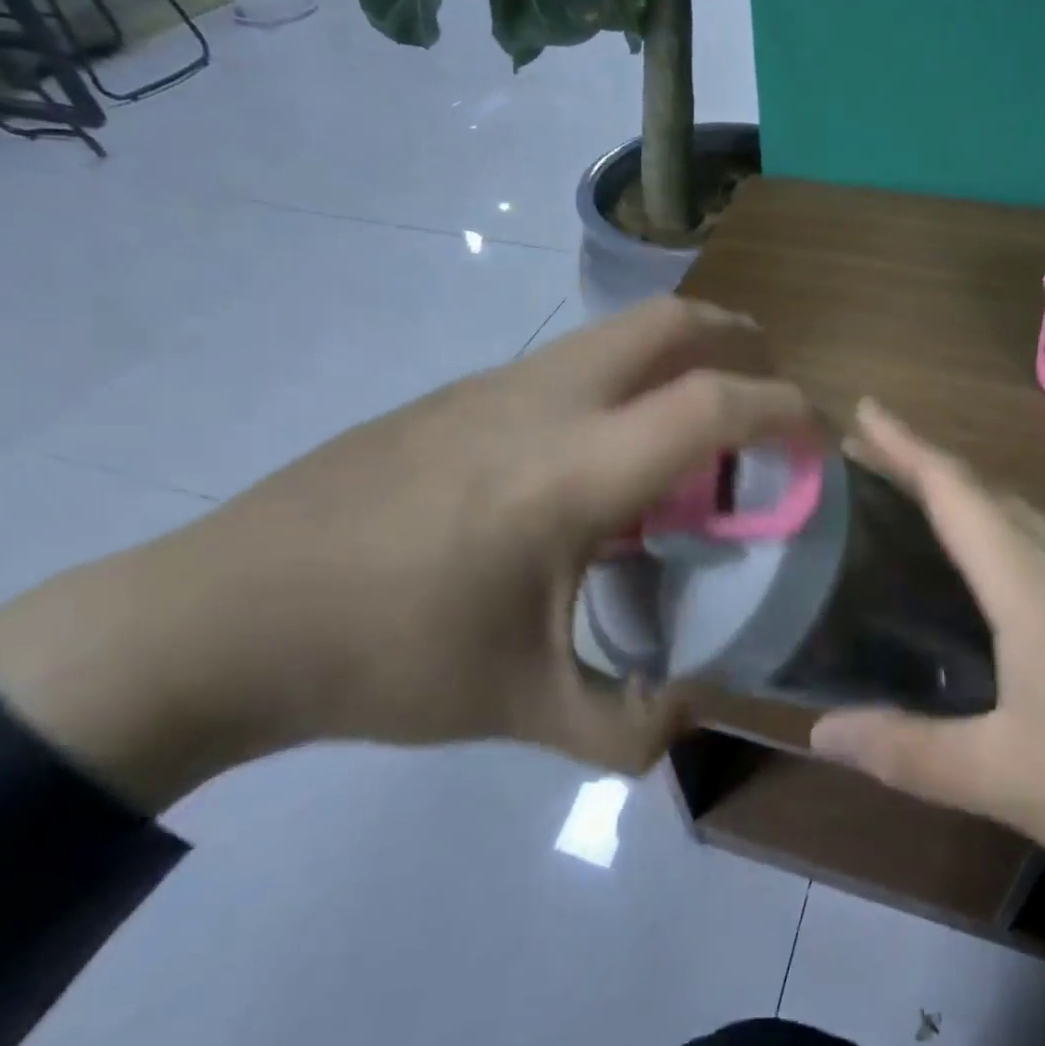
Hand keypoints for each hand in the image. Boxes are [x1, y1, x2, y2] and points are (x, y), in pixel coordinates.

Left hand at [0, 297, 815, 809]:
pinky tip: (605, 456)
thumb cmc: (385, 656)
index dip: (787, 412)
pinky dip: (625, 380)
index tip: (821, 441)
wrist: (223, 612)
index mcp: (573, 471)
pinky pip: (574, 360)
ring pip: (619, 330)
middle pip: (671, 321)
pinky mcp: (462, 391)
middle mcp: (546, 400)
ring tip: (696, 429)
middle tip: (769, 394)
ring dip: (679, 355)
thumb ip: (628, 724)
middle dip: (741, 340)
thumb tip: (693, 714)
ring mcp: (497, 383)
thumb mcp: (523, 707)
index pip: (713, 405)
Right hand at [811, 401, 1044, 1038]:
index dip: (903, 443)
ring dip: (968, 497)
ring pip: (1024, 515)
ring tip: (919, 505)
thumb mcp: (1009, 778)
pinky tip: (998, 575)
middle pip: (987, 489)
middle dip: (924, 464)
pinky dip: (1004, 534)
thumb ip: (908, 751)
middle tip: (869, 457)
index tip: (863, 406)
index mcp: (1032, 579)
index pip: (954, 488)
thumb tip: (820, 733)